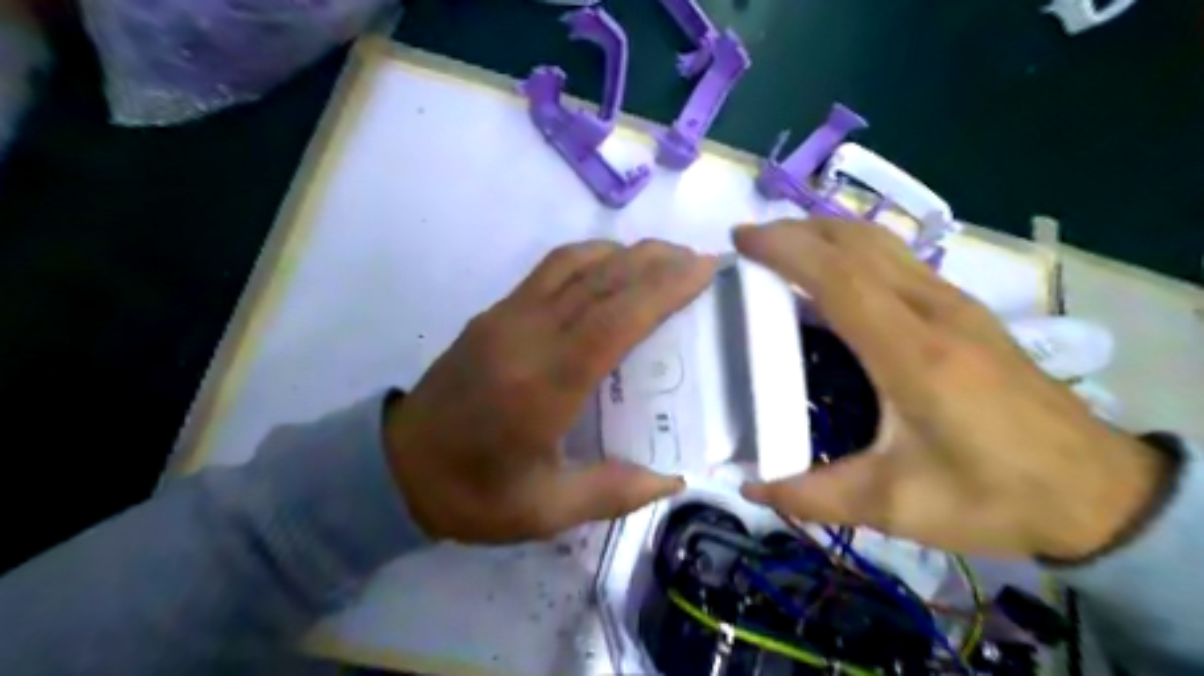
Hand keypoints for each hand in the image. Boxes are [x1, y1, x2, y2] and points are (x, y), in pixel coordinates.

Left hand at [383, 239, 711, 541]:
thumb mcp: (544, 511)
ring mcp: (506, 317)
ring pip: (574, 264)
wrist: (394, 467)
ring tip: (665, 258)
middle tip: (699, 259)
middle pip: (600, 280)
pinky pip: (549, 269)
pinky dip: (590, 257)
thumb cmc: (472, 494)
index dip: (662, 289)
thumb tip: (673, 478)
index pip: (614, 320)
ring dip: (625, 253)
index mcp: (544, 386)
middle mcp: (527, 337)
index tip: (703, 270)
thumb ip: (613, 492)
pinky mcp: (493, 313)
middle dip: (656, 261)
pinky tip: (612, 268)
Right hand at [733, 222, 1165, 559]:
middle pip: (859, 242)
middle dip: (798, 230)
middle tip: (750, 243)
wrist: (1098, 492)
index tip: (741, 241)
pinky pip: (898, 259)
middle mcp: (935, 312)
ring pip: (882, 243)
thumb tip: (751, 486)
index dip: (786, 250)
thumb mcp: (896, 507)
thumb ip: (815, 496)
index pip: (839, 277)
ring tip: (782, 248)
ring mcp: (956, 304)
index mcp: (913, 355)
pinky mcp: (967, 310)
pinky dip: (853, 249)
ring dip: (826, 233)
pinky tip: (834, 275)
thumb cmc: (993, 496)